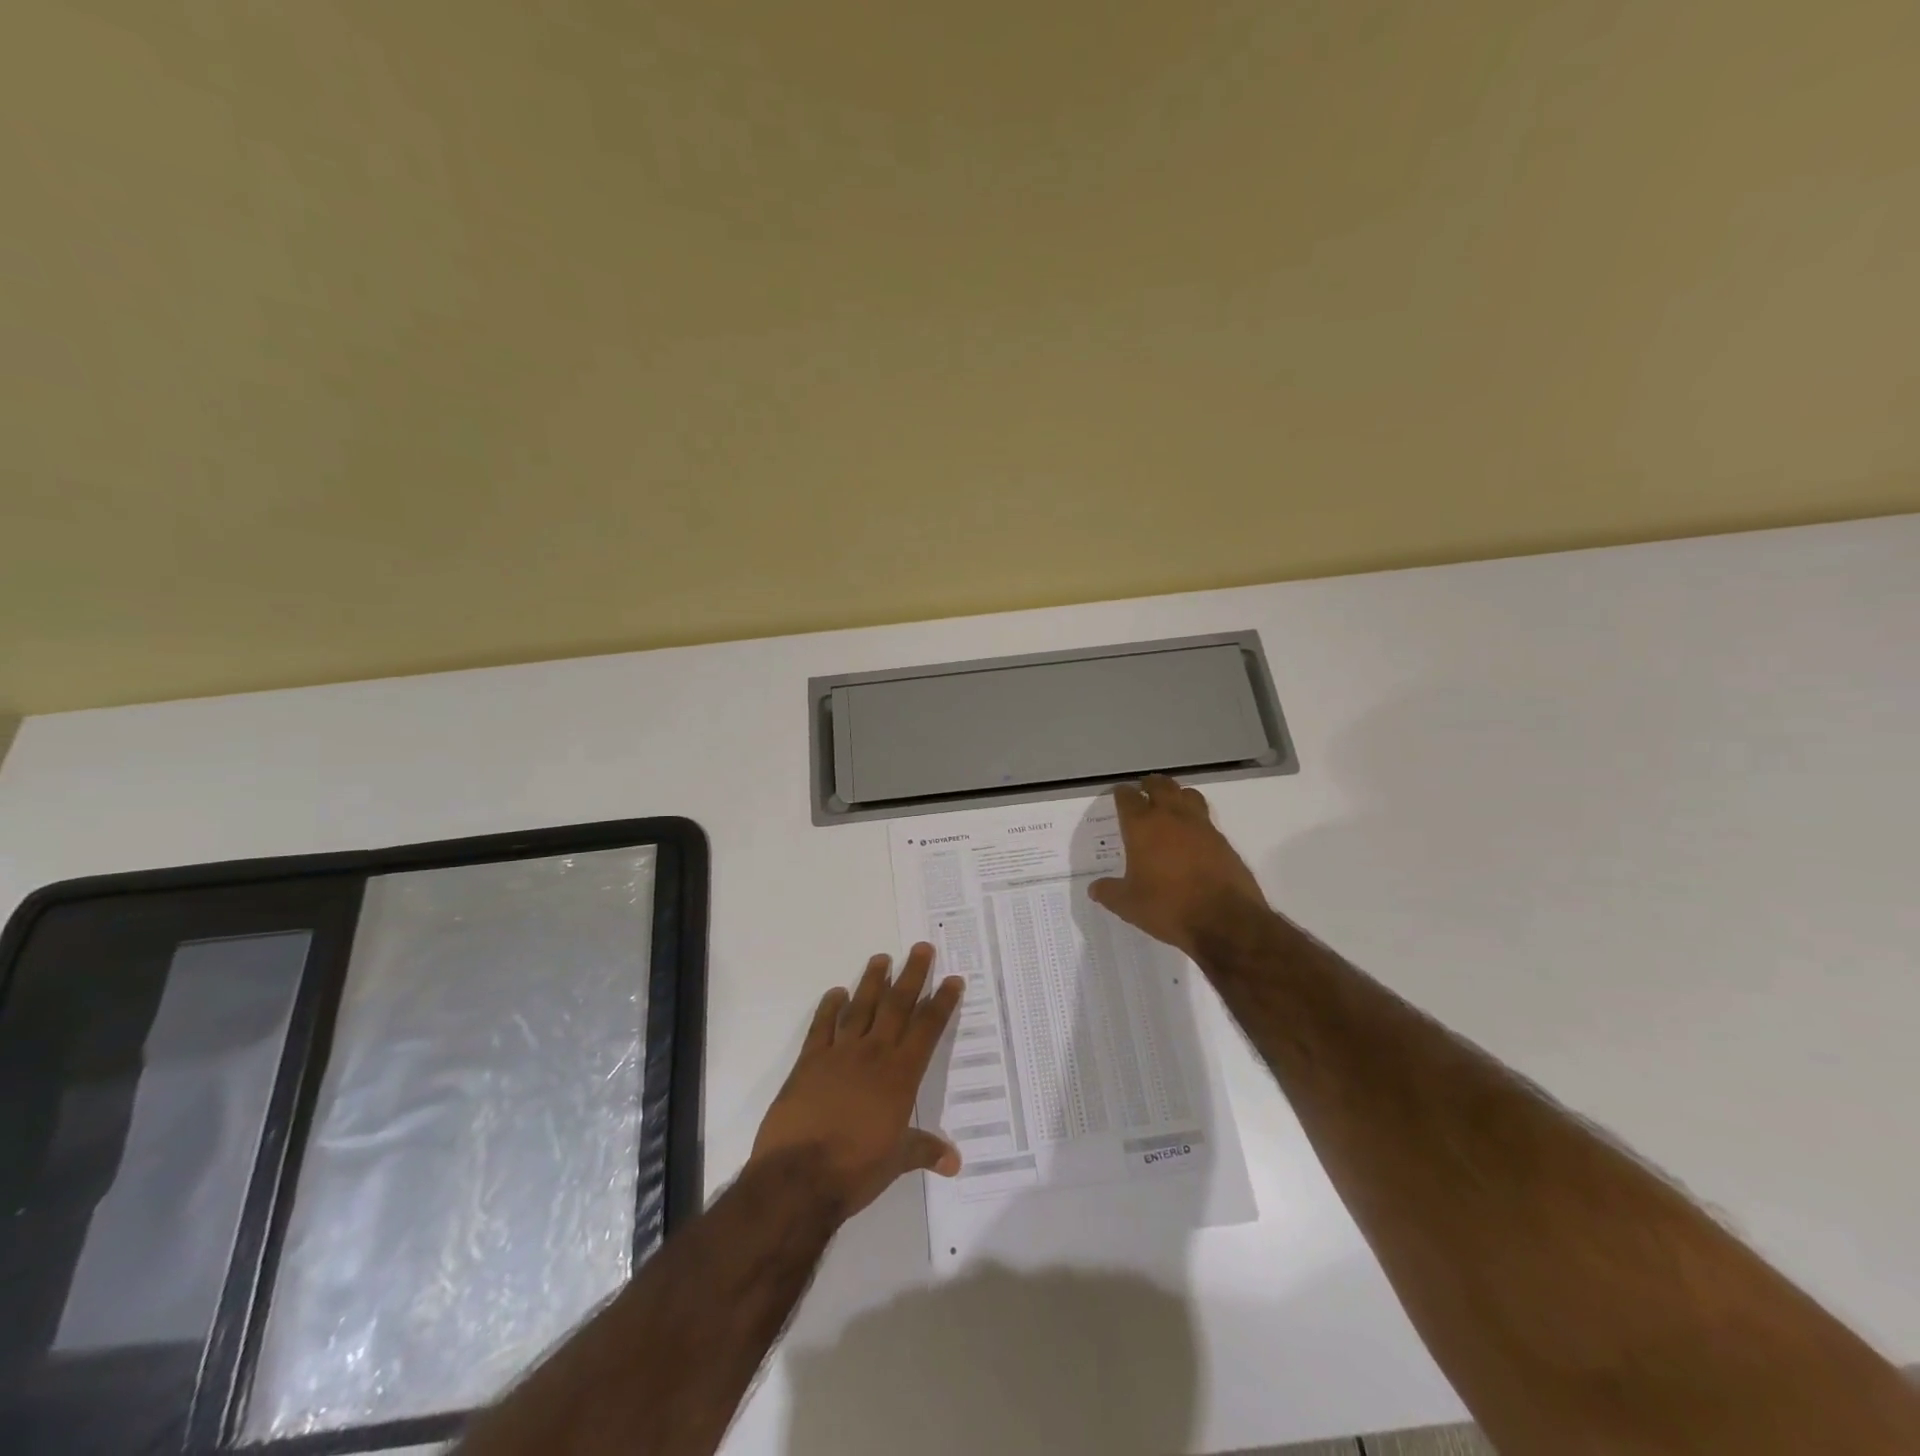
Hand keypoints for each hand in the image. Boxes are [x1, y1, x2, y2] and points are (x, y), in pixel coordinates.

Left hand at [750, 944, 964, 1220]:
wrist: (798, 1177)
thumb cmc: (855, 1170)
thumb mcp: (896, 1162)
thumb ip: (924, 1150)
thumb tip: (955, 1162)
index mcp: (900, 1075)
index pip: (927, 1029)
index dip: (942, 1002)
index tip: (953, 979)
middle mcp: (874, 1054)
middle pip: (897, 1005)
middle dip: (912, 975)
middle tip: (922, 948)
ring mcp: (839, 1054)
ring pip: (861, 1007)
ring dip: (872, 981)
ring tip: (882, 957)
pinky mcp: (809, 1061)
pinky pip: (822, 1026)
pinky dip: (829, 1007)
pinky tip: (836, 993)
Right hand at [1088, 775, 1269, 957]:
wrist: (1225, 920)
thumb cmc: (1168, 907)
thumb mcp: (1129, 905)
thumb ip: (1109, 892)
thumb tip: (1094, 888)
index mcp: (1142, 827)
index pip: (1128, 798)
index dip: (1121, 794)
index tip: (1118, 794)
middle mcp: (1171, 818)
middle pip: (1160, 786)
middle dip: (1150, 785)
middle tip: (1144, 789)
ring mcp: (1201, 826)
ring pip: (1187, 795)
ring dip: (1176, 794)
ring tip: (1170, 803)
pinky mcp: (1222, 840)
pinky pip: (1205, 817)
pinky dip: (1195, 817)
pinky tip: (1192, 834)